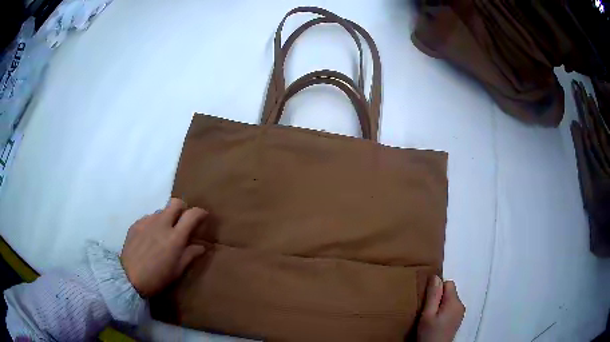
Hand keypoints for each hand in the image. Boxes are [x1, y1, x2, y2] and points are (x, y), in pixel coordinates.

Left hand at [120, 198, 207, 297]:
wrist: (129, 278)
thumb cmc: (157, 278)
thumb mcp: (177, 270)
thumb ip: (189, 255)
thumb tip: (201, 246)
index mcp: (175, 237)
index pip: (192, 214)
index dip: (200, 213)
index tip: (203, 216)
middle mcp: (162, 224)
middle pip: (175, 203)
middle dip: (183, 208)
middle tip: (182, 221)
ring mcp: (147, 222)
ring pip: (161, 211)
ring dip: (167, 218)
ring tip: (163, 234)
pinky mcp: (136, 224)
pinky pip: (148, 218)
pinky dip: (153, 225)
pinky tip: (150, 238)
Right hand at [417, 275, 464, 341]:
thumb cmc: (429, 333)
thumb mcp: (427, 314)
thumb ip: (433, 295)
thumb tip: (435, 276)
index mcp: (454, 302)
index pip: (448, 284)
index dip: (436, 290)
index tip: (428, 302)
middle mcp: (460, 305)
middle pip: (449, 292)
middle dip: (438, 298)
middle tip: (427, 312)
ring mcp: (460, 313)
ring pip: (449, 300)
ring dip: (440, 305)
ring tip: (431, 318)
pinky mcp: (458, 319)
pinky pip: (451, 308)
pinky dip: (443, 311)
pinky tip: (436, 322)